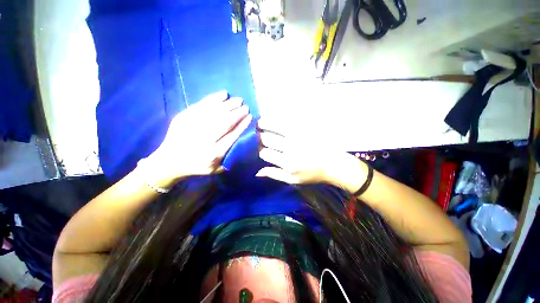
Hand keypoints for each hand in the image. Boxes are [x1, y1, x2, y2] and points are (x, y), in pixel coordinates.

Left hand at [139, 91, 251, 186]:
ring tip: (238, 99)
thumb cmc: (195, 166)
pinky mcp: (184, 117)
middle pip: (225, 122)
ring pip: (215, 112)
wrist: (168, 162)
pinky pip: (201, 105)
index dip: (242, 124)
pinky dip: (213, 98)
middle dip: (237, 113)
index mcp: (213, 152)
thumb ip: (228, 159)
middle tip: (245, 106)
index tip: (249, 116)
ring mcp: (192, 126)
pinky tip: (223, 94)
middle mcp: (204, 139)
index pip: (232, 135)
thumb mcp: (214, 169)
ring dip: (229, 104)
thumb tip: (239, 143)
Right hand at [256, 119, 367, 193]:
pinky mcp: (304, 127)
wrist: (333, 164)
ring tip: (260, 123)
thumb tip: (257, 172)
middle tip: (260, 137)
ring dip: (264, 123)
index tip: (263, 150)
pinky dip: (277, 118)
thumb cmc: (312, 174)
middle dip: (260, 137)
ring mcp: (297, 135)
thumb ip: (275, 174)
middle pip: (266, 138)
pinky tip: (273, 119)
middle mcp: (290, 147)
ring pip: (274, 125)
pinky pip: (287, 120)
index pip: (264, 153)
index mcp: (287, 163)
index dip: (261, 151)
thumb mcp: (292, 180)